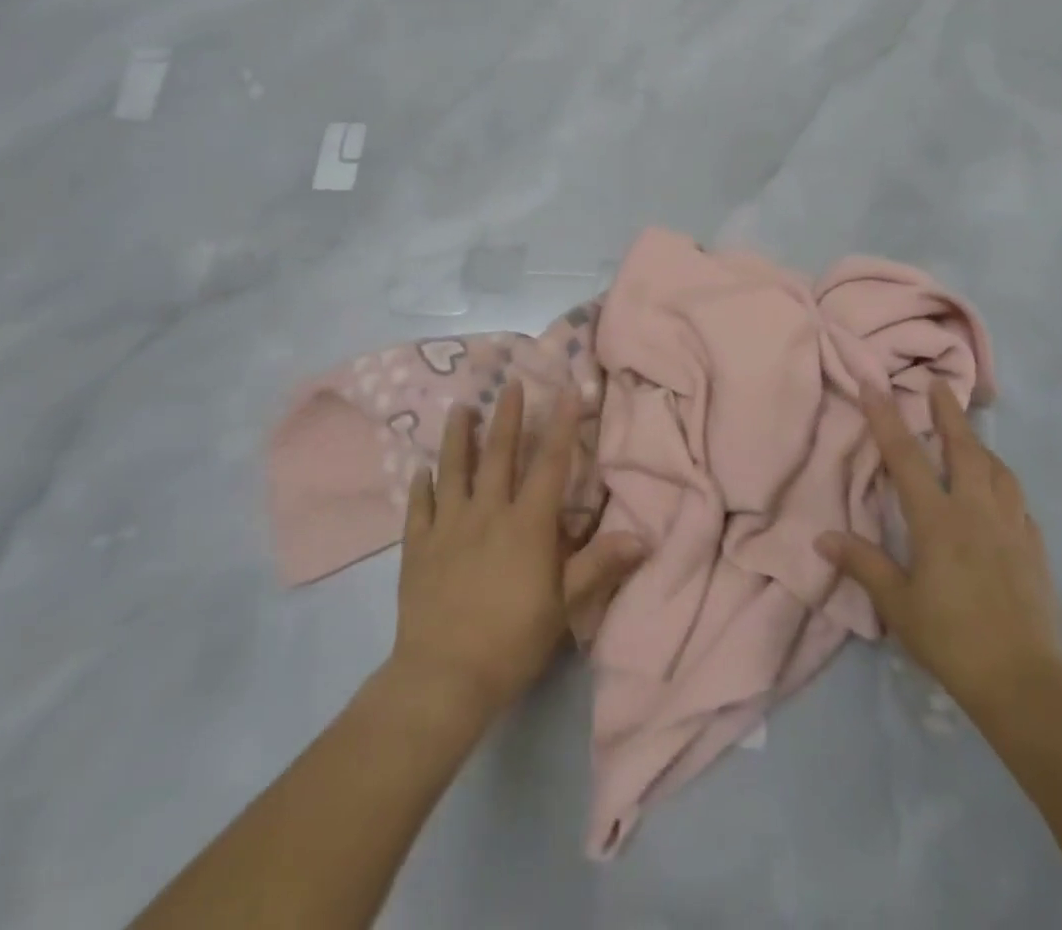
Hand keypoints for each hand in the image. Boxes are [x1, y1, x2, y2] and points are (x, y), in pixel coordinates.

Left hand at [391, 381, 645, 723]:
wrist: (444, 678)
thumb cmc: (513, 640)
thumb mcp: (565, 605)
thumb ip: (599, 564)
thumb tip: (643, 535)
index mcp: (527, 523)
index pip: (550, 464)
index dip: (562, 425)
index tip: (568, 390)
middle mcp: (487, 512)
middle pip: (499, 454)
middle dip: (507, 416)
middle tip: (509, 383)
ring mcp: (449, 527)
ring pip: (454, 470)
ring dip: (457, 437)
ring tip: (459, 407)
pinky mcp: (418, 547)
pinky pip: (420, 507)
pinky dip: (421, 485)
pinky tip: (421, 469)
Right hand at [817, 381, 1061, 729]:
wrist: (1026, 682)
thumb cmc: (952, 639)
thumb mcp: (897, 605)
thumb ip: (863, 564)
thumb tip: (822, 537)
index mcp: (938, 520)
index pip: (906, 457)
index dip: (887, 418)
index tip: (875, 384)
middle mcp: (975, 511)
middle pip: (963, 449)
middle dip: (948, 413)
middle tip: (940, 385)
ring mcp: (1011, 527)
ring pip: (998, 470)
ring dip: (980, 446)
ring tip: (969, 437)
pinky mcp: (1034, 549)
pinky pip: (1018, 502)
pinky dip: (1004, 485)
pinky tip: (1000, 495)